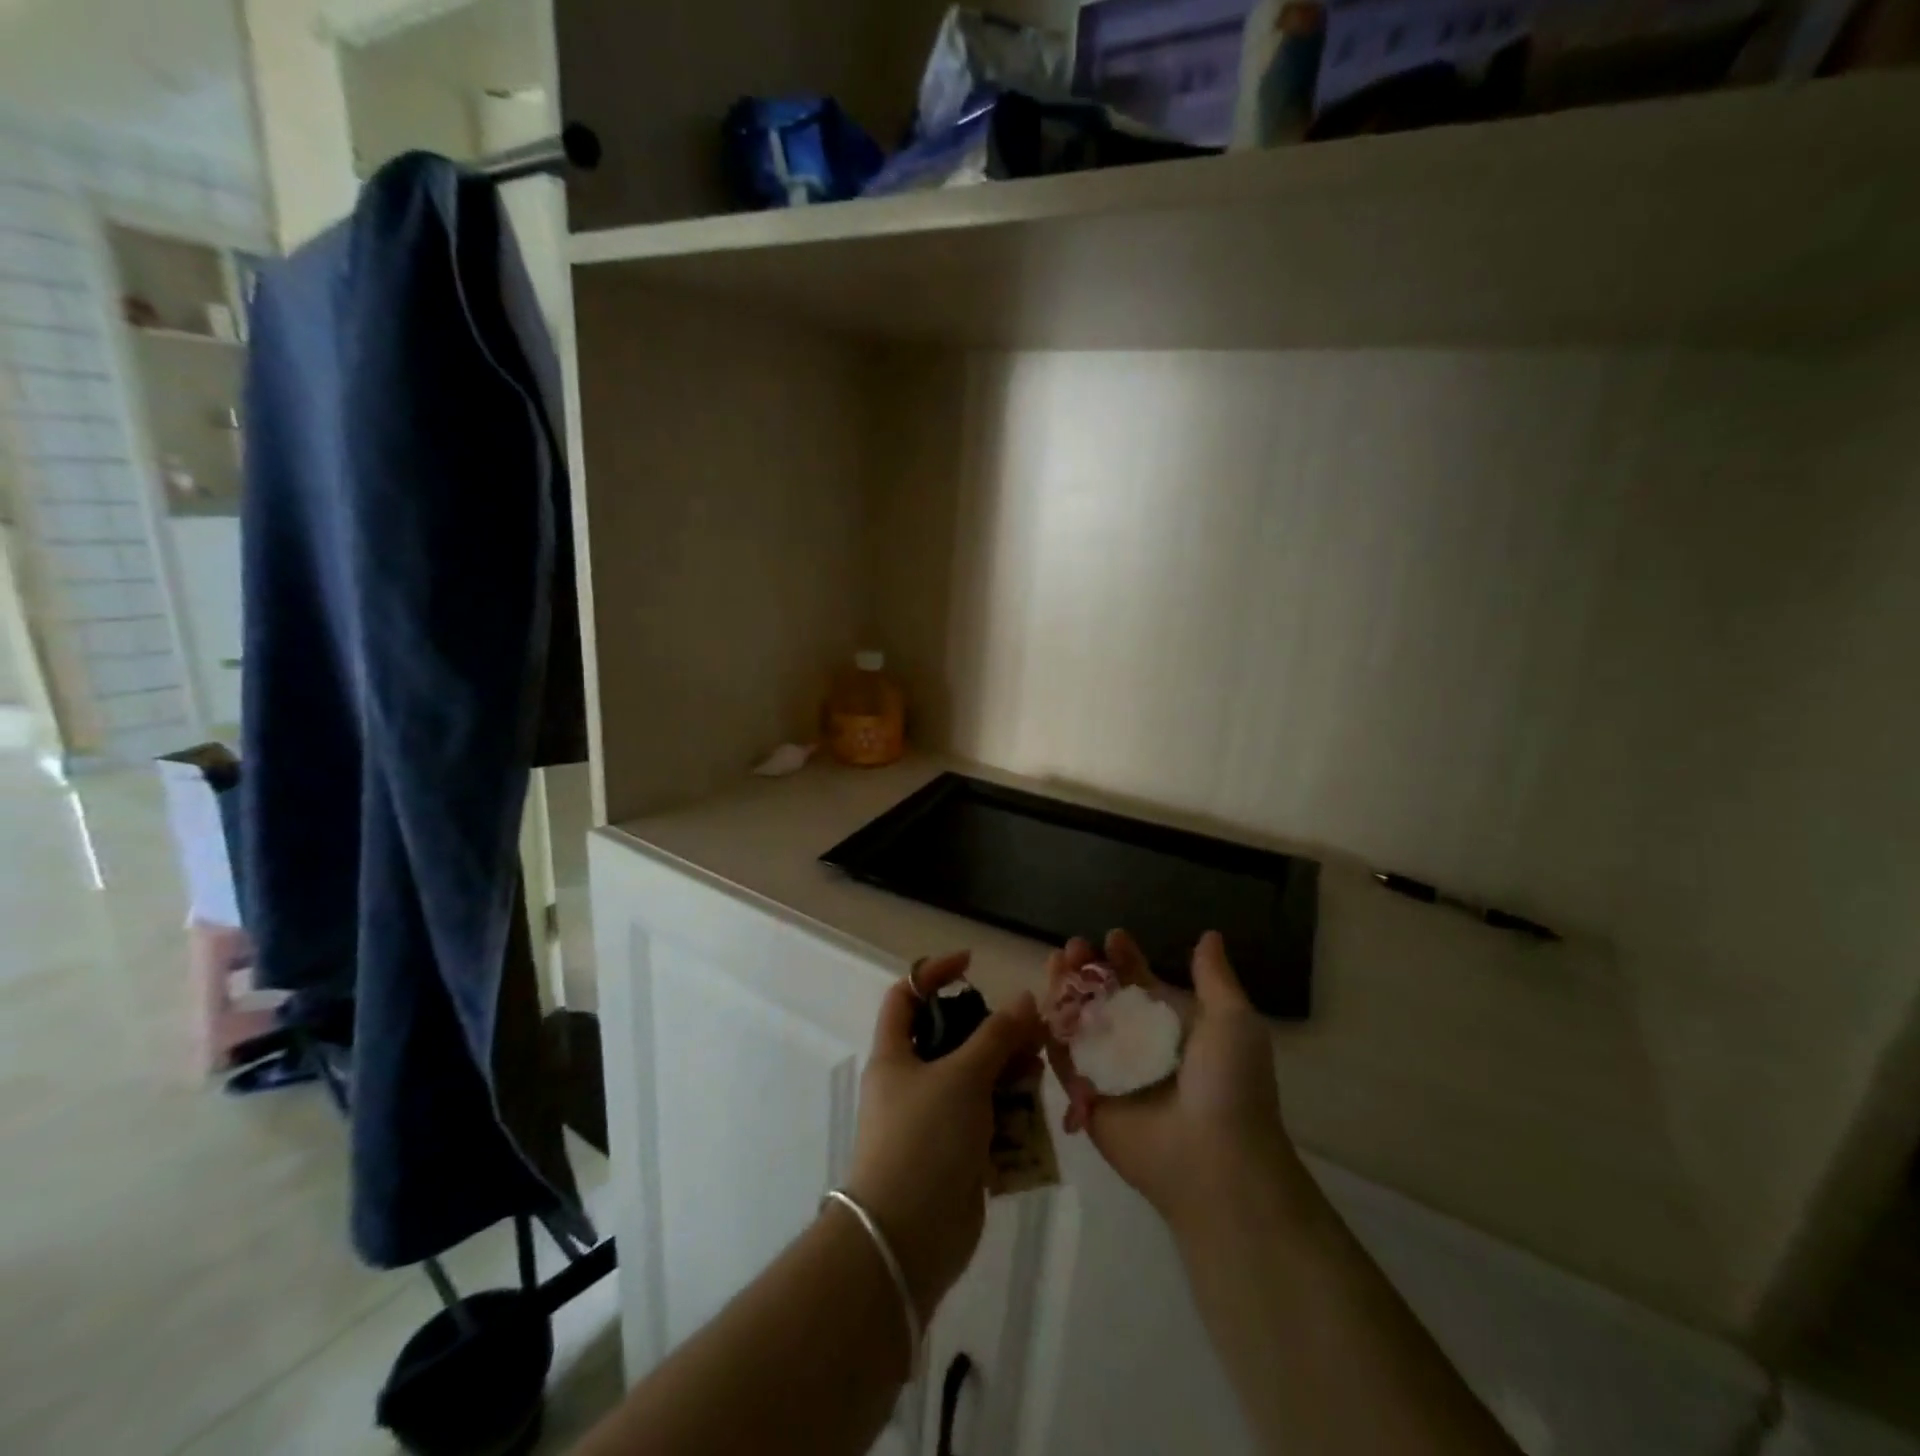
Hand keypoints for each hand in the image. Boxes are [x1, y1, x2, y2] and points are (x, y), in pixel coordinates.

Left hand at [846, 951, 1042, 1322]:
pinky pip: (986, 1119)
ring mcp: (933, 1120)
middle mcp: (911, 1082)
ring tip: (1039, 1067)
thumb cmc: (924, 1140)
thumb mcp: (962, 1077)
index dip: (934, 973)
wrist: (907, 1240)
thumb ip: (996, 1036)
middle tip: (1028, 1030)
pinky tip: (1036, 1109)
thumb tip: (1024, 998)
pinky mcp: (956, 1154)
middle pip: (951, 1038)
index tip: (972, 965)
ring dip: (1007, 1071)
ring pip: (974, 1079)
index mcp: (895, 1054)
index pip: (906, 995)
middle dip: (990, 1031)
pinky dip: (1010, 1111)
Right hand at [1045, 931, 1305, 1236]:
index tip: (1113, 937)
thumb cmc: (1229, 1085)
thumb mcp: (1232, 1021)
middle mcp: (1137, 1044)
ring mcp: (1109, 1071)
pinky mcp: (1086, 1098)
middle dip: (1087, 968)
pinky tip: (1042, 1002)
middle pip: (1103, 996)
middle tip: (1072, 947)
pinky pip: (1063, 1059)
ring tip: (1056, 963)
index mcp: (1170, 1025)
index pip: (1140, 982)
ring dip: (1065, 990)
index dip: (1125, 958)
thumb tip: (1209, 935)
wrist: (1216, 1161)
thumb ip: (1214, 978)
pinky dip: (1050, 1030)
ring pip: (1078, 1021)